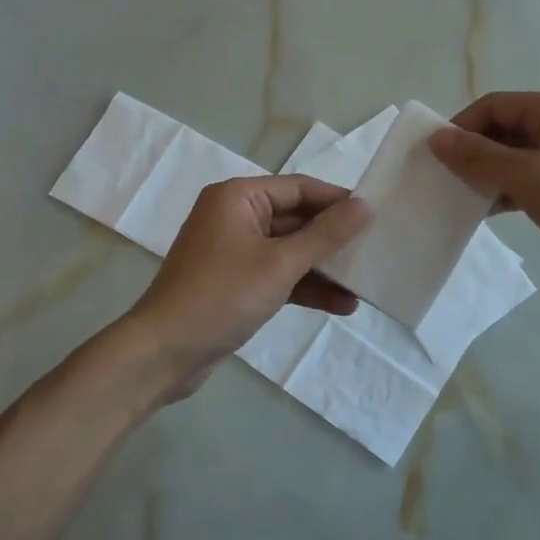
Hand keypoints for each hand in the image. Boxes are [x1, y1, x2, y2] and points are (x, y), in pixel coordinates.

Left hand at [126, 175, 370, 395]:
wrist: (164, 352)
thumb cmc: (222, 296)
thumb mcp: (280, 264)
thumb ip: (325, 235)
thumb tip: (365, 206)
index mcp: (238, 197)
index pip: (299, 187)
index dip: (337, 200)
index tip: (375, 215)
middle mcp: (235, 216)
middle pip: (296, 218)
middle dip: (333, 239)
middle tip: (376, 250)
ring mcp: (234, 251)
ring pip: (289, 250)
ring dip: (323, 268)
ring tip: (364, 285)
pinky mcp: (236, 283)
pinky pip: (278, 275)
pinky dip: (305, 287)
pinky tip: (341, 305)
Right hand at [428, 93, 539, 310]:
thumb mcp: (531, 179)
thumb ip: (480, 157)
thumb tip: (436, 138)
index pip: (494, 105)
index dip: (461, 127)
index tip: (434, 158)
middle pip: (503, 129)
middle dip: (472, 152)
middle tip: (442, 181)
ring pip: (513, 157)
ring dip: (486, 174)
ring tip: (459, 199)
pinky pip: (528, 180)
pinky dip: (505, 191)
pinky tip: (488, 212)